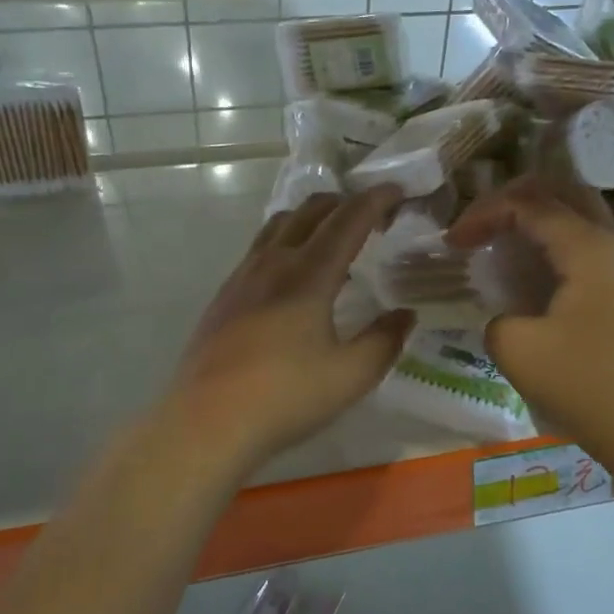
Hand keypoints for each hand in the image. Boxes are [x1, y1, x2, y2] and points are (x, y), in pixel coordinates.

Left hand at [171, 188, 413, 465]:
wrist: (207, 422)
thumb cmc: (285, 398)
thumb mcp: (350, 376)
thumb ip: (385, 341)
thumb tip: (405, 315)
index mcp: (308, 275)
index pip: (348, 220)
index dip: (376, 200)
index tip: (398, 191)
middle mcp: (273, 263)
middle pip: (310, 210)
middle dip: (345, 202)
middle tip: (372, 216)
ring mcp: (243, 276)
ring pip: (279, 224)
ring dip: (312, 217)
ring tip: (333, 236)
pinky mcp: (225, 296)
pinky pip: (260, 248)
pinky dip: (287, 240)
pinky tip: (293, 274)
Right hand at [448, 176, 613, 442]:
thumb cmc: (583, 382)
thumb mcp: (516, 348)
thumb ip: (495, 315)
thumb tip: (505, 314)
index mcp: (587, 247)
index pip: (528, 204)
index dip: (483, 215)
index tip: (452, 244)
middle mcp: (611, 241)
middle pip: (560, 190)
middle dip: (512, 199)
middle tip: (478, 224)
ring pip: (576, 212)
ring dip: (534, 216)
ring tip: (498, 238)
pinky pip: (584, 239)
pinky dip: (550, 238)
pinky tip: (526, 266)